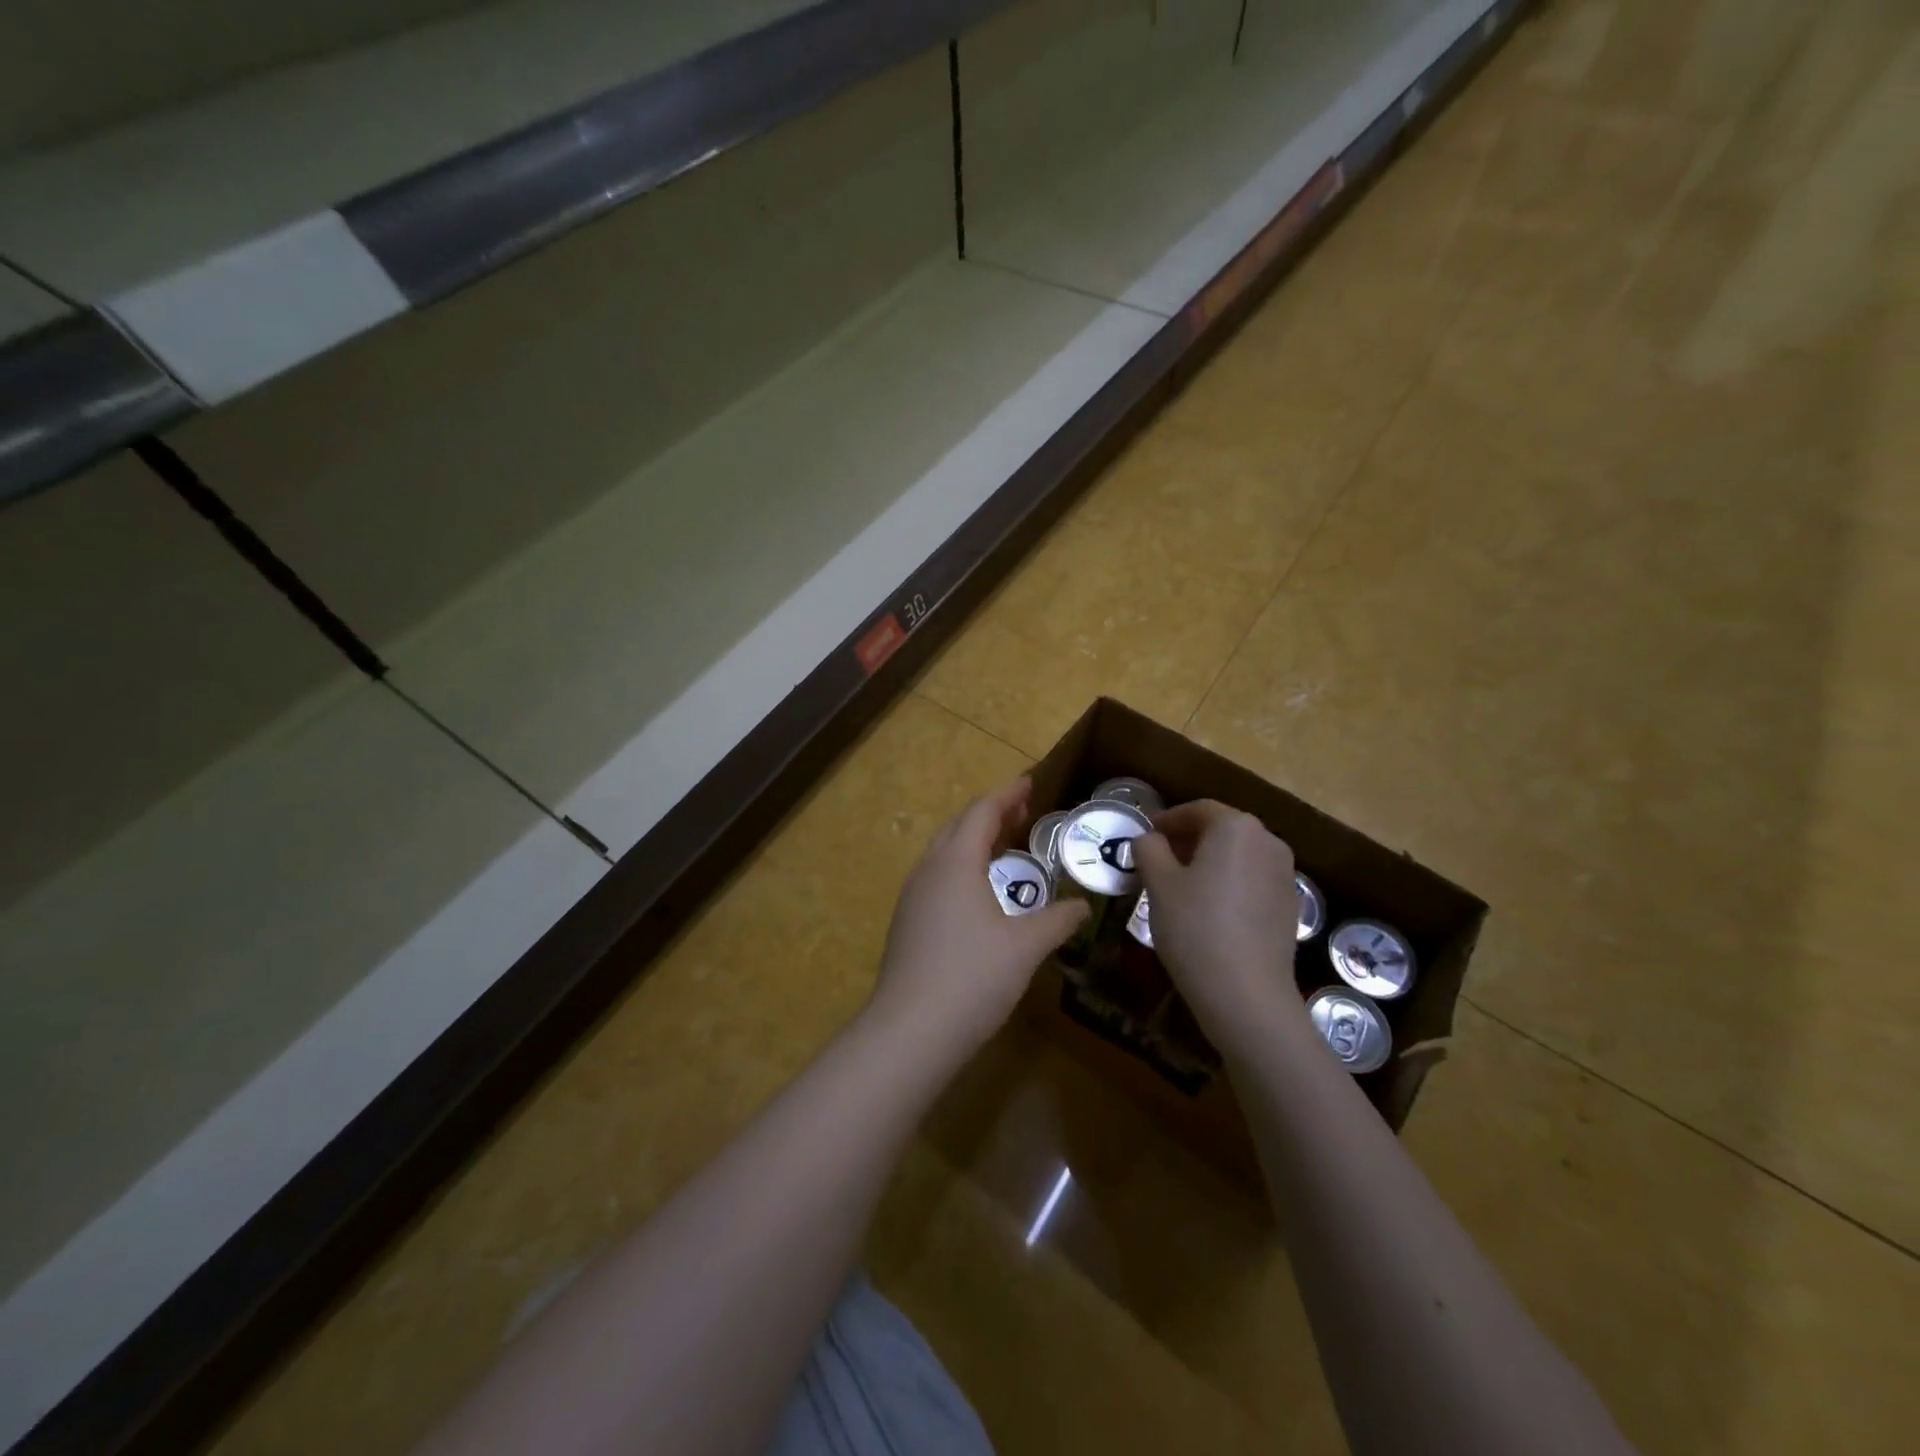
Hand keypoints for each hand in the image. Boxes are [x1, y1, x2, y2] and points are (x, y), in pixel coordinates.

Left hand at [868, 778, 1088, 1055]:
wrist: (910, 1031)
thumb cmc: (972, 977)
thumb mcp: (1026, 947)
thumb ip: (1058, 920)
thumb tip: (1082, 907)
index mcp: (955, 862)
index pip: (982, 811)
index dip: (1007, 794)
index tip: (1030, 783)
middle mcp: (928, 870)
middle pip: (959, 826)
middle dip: (991, 813)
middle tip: (1023, 812)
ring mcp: (912, 897)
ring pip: (944, 852)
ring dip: (974, 841)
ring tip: (1006, 846)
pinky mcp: (907, 923)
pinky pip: (937, 877)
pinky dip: (962, 867)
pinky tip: (981, 892)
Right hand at [1135, 801, 1301, 1050]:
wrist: (1247, 994)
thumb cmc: (1195, 927)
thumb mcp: (1158, 884)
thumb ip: (1149, 849)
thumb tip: (1149, 839)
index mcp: (1236, 828)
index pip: (1198, 810)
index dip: (1168, 819)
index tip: (1146, 834)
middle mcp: (1268, 842)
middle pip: (1222, 830)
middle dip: (1188, 840)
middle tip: (1158, 859)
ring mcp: (1284, 876)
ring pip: (1238, 857)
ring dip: (1208, 862)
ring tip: (1179, 886)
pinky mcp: (1289, 907)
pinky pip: (1252, 882)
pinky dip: (1228, 884)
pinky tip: (1207, 911)